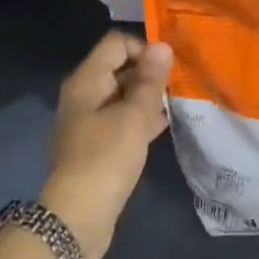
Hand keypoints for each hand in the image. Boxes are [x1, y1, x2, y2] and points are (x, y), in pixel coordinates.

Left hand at [41, 31, 173, 258]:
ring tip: (175, 105)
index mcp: (86, 80)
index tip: (169, 69)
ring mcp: (88, 120)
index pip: (116, 43)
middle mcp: (83, 94)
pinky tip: (162, 126)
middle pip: (119, 67)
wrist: (80, 214)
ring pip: (122, 95)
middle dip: (149, 73)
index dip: (144, 48)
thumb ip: (150, 81)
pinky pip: (120, 119)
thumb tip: (162, 45)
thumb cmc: (107, 157)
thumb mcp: (134, 116)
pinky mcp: (96, 144)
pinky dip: (140, 118)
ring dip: (147, 97)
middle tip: (178, 86)